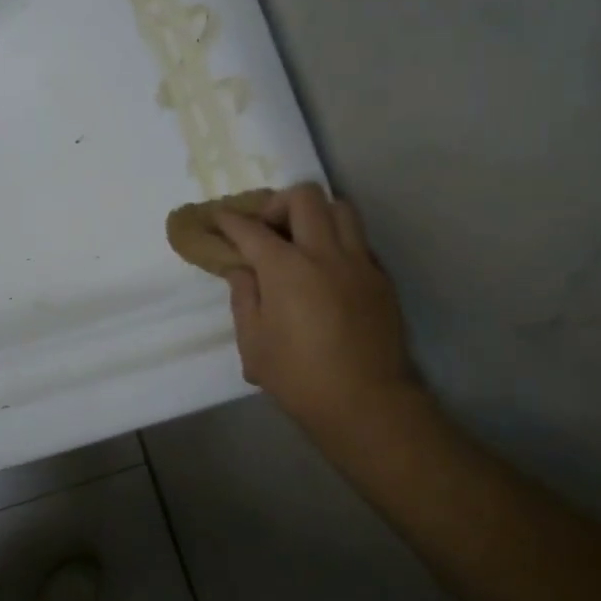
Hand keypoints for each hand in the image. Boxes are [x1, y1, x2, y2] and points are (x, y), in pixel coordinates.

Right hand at [215, 183, 424, 446]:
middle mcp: (324, 254)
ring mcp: (359, 262)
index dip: (231, 220)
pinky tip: (327, 269)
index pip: (252, 229)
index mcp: (286, 269)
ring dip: (315, 214)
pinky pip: (359, 240)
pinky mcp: (380, 278)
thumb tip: (242, 270)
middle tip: (266, 228)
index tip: (220, 218)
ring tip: (301, 239)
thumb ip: (244, 298)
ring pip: (340, 209)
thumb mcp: (253, 343)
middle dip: (277, 204)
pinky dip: (338, 240)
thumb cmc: (298, 377)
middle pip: (304, 198)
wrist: (365, 402)